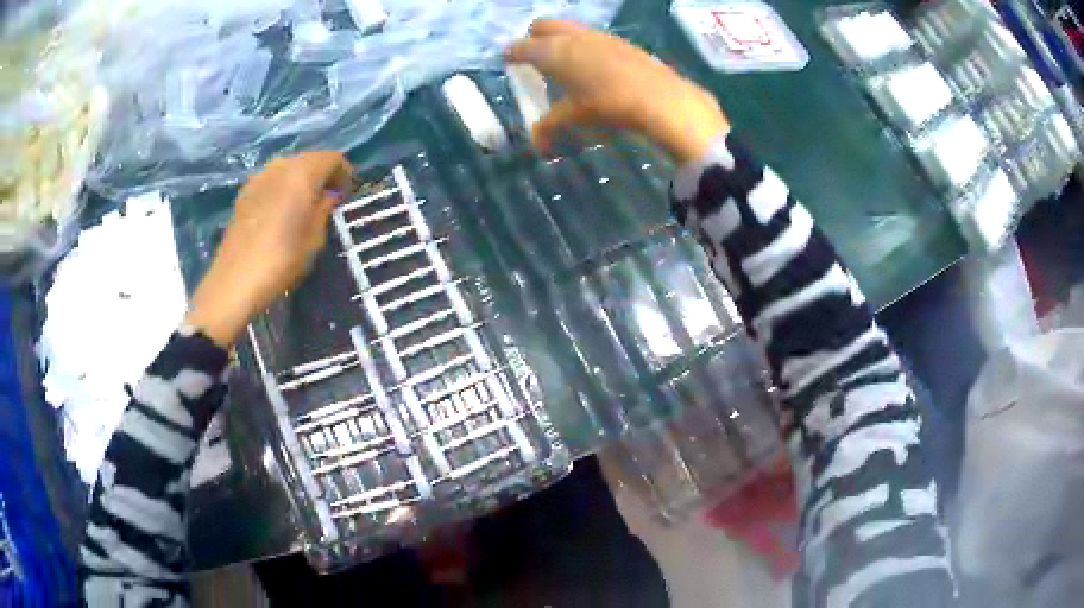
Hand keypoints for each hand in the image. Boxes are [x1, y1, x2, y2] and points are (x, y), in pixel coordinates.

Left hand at [186, 152, 353, 346]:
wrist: (235, 281)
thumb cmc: (282, 259)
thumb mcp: (315, 238)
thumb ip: (325, 208)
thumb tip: (329, 194)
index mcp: (302, 173)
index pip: (332, 158)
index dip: (344, 173)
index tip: (346, 196)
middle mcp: (280, 166)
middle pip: (309, 159)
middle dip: (322, 175)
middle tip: (328, 200)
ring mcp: (259, 177)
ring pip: (288, 167)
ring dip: (301, 180)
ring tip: (304, 206)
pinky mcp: (244, 192)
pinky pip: (271, 180)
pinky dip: (282, 188)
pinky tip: (281, 212)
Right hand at [506, 19, 729, 162]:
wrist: (660, 98)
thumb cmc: (608, 105)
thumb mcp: (575, 118)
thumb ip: (551, 126)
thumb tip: (538, 143)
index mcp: (553, 51)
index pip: (522, 47)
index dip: (513, 54)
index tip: (509, 61)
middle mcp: (573, 37)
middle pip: (544, 26)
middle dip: (535, 38)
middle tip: (535, 57)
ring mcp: (599, 36)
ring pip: (571, 29)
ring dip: (562, 40)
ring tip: (565, 63)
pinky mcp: (621, 42)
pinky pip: (592, 38)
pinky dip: (584, 46)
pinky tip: (594, 66)